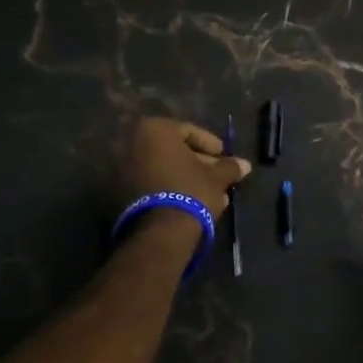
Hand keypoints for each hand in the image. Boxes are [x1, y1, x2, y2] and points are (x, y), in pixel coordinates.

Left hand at [116, 118, 250, 218]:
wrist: (159, 232)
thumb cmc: (190, 190)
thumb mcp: (216, 177)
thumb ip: (230, 167)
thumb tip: (245, 165)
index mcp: (154, 130)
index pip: (189, 130)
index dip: (210, 144)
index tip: (223, 157)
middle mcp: (131, 143)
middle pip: (173, 151)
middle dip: (197, 163)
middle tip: (217, 177)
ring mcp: (121, 169)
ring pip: (162, 169)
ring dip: (184, 179)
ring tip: (208, 194)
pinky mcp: (117, 194)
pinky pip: (150, 184)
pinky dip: (168, 189)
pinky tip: (189, 203)